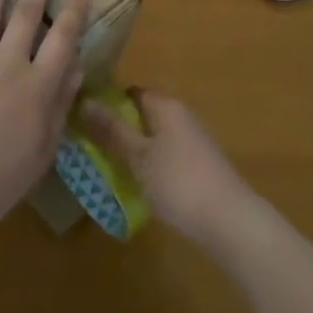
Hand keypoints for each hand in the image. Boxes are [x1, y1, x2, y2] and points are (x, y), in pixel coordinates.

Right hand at [78, 90, 252, 245]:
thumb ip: (112, 130)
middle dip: (118, 130)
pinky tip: (138, 185)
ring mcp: (192, 140)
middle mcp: (181, 115)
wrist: (229, 219)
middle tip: (90, 149)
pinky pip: (166, 155)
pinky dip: (150, 165)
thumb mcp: (138, 156)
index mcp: (166, 105)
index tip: (84, 121)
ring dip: (134, 150)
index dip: (107, 103)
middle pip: (142, 114)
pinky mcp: (199, 164)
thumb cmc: (178, 181)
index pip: (131, 92)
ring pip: (154, 137)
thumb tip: (85, 100)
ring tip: (108, 169)